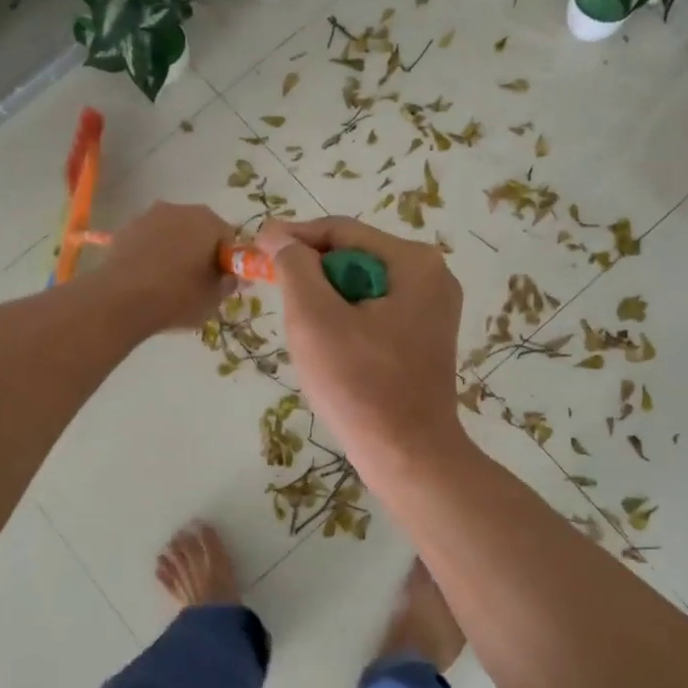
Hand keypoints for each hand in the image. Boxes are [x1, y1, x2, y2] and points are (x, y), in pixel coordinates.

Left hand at [98, 202, 236, 333]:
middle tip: (196, 281)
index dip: (226, 260)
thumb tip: (234, 276)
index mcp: (208, 222)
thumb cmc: (177, 297)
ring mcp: (149, 216)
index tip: (219, 281)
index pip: (228, 238)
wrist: (120, 300)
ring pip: (172, 232)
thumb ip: (229, 283)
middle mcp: (180, 209)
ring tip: (167, 280)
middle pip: (199, 230)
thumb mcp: (213, 298)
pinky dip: (152, 252)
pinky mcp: (125, 228)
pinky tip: (146, 276)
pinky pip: (149, 239)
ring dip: (175, 249)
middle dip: (200, 250)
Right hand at [256, 216, 467, 474]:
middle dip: (312, 274)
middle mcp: (432, 277)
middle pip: (354, 257)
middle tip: (276, 295)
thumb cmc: (359, 384)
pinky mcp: (425, 337)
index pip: (341, 231)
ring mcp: (432, 309)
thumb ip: (294, 266)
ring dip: (326, 301)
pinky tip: (332, 350)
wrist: (408, 456)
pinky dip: (346, 320)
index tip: (255, 249)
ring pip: (361, 287)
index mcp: (414, 262)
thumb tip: (278, 234)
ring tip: (304, 330)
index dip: (294, 237)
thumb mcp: (315, 317)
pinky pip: (375, 311)